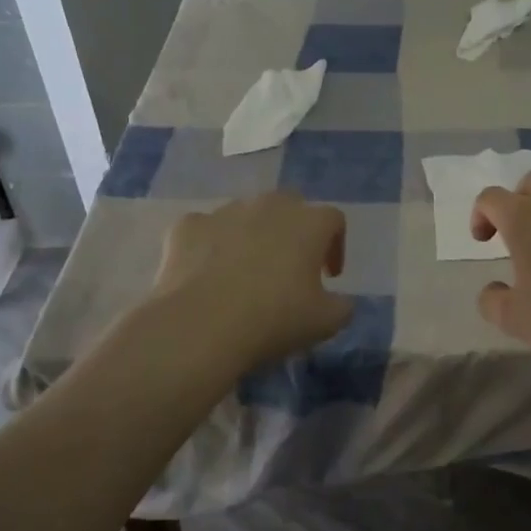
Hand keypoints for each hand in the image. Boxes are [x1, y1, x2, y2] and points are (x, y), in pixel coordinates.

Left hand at [150, 191, 352, 372]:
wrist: (201, 326)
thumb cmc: (275, 319)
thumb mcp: (326, 322)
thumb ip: (342, 306)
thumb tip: (340, 301)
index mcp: (309, 223)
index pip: (334, 220)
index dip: (335, 246)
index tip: (329, 276)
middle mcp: (269, 205)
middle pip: (290, 206)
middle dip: (293, 231)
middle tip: (289, 267)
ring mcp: (225, 211)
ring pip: (246, 215)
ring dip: (252, 236)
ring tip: (245, 273)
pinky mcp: (188, 226)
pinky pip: (205, 229)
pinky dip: (209, 246)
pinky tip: (207, 273)